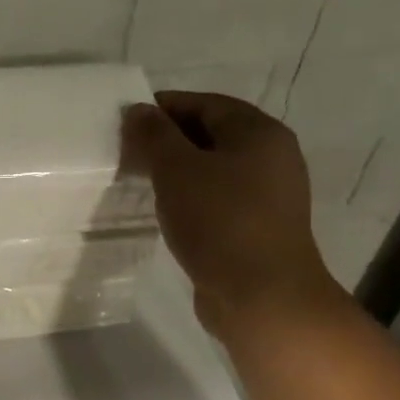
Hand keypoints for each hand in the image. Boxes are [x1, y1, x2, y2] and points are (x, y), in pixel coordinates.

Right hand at [123, 91, 334, 330]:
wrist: (262, 296)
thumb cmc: (220, 221)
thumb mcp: (177, 170)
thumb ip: (154, 135)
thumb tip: (138, 110)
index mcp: (260, 133)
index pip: (206, 104)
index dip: (164, 107)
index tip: (126, 122)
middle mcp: (272, 158)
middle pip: (212, 135)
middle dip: (169, 141)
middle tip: (128, 154)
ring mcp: (270, 196)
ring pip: (215, 170)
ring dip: (179, 172)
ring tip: (141, 183)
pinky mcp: (259, 228)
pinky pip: (219, 200)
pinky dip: (192, 198)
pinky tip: (168, 213)